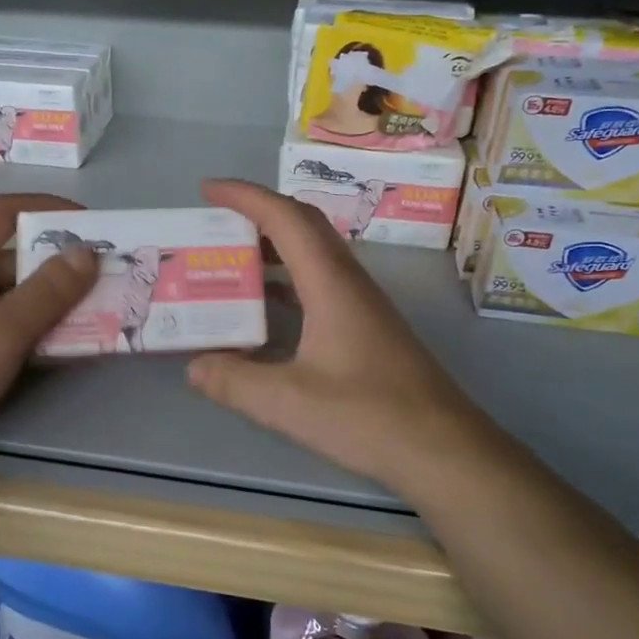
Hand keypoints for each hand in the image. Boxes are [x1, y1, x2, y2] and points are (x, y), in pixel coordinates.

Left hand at [0, 193, 98, 479]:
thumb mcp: (1, 331)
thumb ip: (48, 291)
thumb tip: (88, 253)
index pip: (3, 212)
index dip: (48, 209)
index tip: (93, 224)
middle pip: (14, 255)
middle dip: (62, 262)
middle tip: (109, 274)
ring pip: (14, 294)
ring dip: (55, 299)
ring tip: (102, 308)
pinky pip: (8, 324)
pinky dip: (39, 327)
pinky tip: (71, 342)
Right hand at [187, 179, 508, 495]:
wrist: (444, 448)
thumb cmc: (368, 416)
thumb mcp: (288, 402)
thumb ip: (235, 381)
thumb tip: (195, 366)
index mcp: (330, 283)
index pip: (285, 218)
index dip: (245, 196)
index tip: (208, 190)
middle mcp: (349, 282)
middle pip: (304, 226)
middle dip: (258, 214)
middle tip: (216, 224)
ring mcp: (363, 305)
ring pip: (315, 255)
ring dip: (274, 248)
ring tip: (232, 261)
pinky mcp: (368, 328)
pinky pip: (321, 284)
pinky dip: (289, 282)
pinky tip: (268, 312)